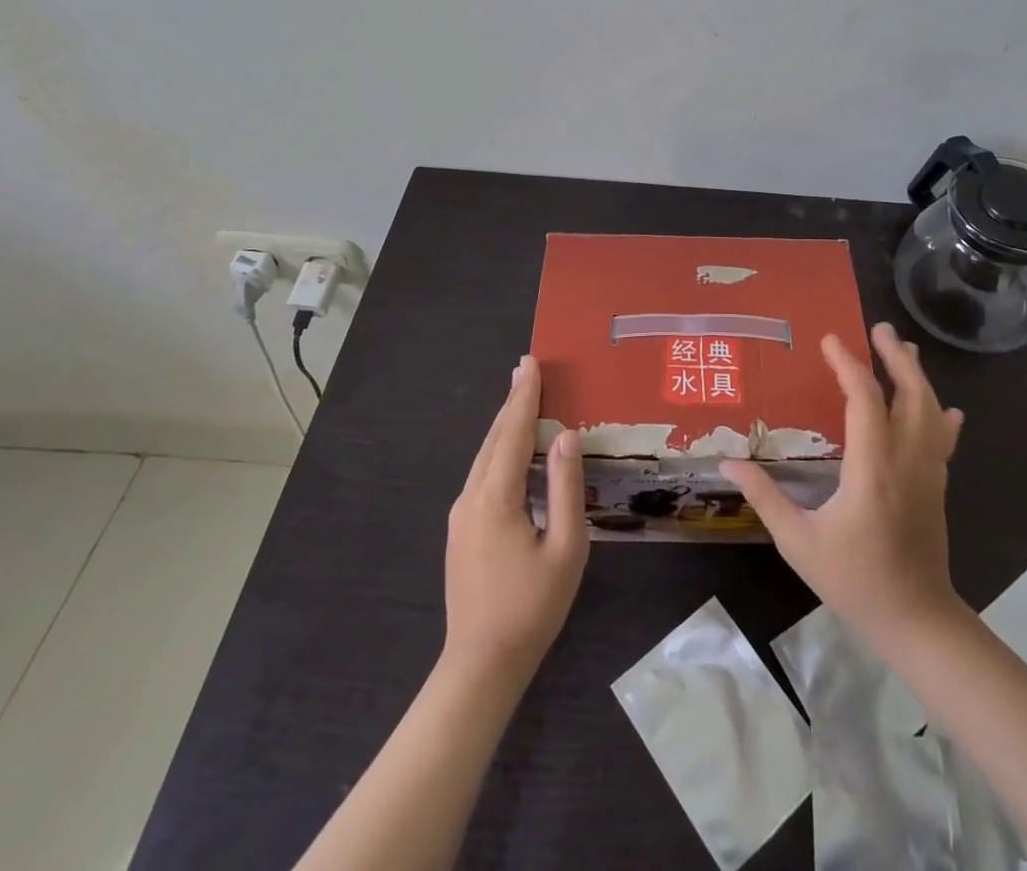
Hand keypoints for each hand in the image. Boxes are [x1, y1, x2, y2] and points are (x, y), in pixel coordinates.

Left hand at [442, 356, 588, 681]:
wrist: (481, 666)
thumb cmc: (532, 608)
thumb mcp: (565, 547)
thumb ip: (565, 487)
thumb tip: (565, 436)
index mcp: (496, 498)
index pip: (512, 433)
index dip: (523, 396)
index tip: (530, 362)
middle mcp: (471, 498)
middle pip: (493, 439)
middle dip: (511, 403)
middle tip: (527, 369)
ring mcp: (461, 515)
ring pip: (485, 457)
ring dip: (504, 426)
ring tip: (523, 400)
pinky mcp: (461, 531)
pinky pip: (482, 476)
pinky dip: (500, 452)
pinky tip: (514, 452)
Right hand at [722, 323, 965, 645]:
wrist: (917, 621)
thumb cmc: (855, 580)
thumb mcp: (799, 542)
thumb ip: (765, 498)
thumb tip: (729, 463)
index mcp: (871, 468)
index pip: (865, 399)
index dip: (848, 364)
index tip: (830, 340)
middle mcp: (905, 460)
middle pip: (909, 393)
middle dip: (894, 357)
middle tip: (878, 329)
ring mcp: (928, 472)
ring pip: (931, 411)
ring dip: (917, 376)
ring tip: (903, 350)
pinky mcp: (937, 486)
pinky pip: (943, 439)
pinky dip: (940, 416)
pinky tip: (944, 407)